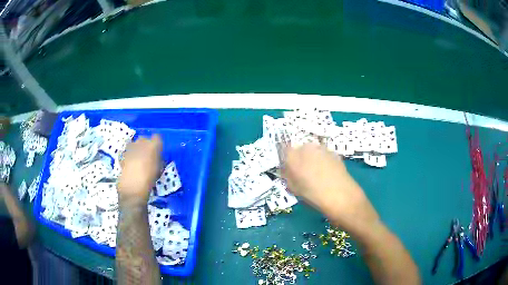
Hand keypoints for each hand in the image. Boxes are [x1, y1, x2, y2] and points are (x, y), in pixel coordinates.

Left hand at [117, 134, 161, 206]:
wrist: (133, 191)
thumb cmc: (149, 182)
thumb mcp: (158, 171)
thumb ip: (158, 162)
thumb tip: (158, 158)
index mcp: (152, 148)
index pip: (157, 137)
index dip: (157, 143)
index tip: (158, 150)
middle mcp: (140, 145)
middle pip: (143, 139)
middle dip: (145, 144)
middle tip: (147, 153)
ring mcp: (129, 151)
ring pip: (133, 144)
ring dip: (135, 148)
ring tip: (137, 157)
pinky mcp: (122, 157)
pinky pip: (125, 153)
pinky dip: (126, 155)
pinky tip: (128, 162)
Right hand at [283, 144, 379, 234]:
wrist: (341, 196)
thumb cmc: (314, 196)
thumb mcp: (294, 189)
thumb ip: (288, 177)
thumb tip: (287, 171)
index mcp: (293, 156)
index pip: (284, 151)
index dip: (287, 160)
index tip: (289, 170)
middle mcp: (306, 148)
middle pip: (299, 150)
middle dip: (299, 159)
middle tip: (303, 174)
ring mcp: (322, 148)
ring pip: (312, 151)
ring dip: (312, 159)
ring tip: (317, 175)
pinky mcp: (334, 152)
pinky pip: (323, 155)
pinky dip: (323, 161)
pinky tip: (328, 174)